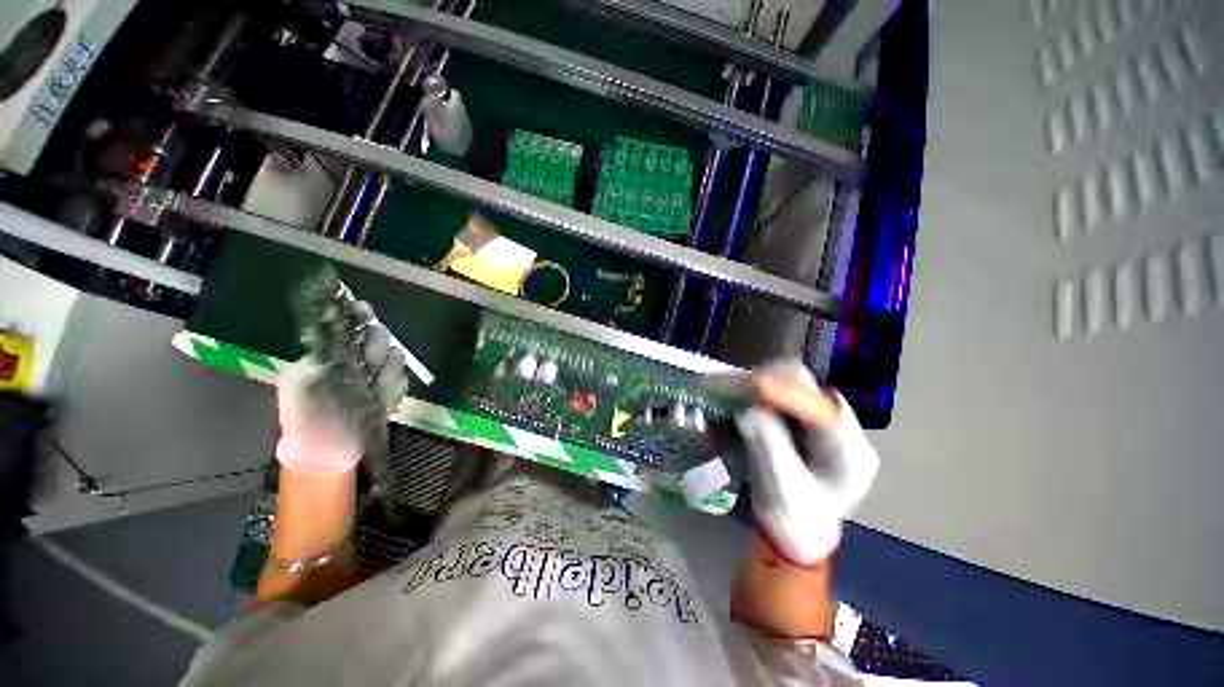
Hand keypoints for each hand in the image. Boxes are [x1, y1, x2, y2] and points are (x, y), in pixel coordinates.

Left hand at [276, 301, 408, 475]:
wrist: (324, 445)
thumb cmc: (304, 412)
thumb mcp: (296, 382)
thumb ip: (314, 360)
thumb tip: (334, 341)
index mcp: (337, 351)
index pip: (353, 324)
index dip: (360, 314)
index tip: (363, 309)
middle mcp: (360, 358)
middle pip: (380, 336)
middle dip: (376, 344)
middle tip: (369, 360)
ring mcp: (379, 374)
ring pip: (396, 356)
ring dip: (387, 371)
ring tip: (374, 389)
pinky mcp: (393, 391)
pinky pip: (403, 381)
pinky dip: (394, 389)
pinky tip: (381, 400)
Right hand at [735, 361, 878, 565]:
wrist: (797, 535)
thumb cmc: (794, 522)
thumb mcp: (781, 491)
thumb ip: (769, 447)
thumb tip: (750, 409)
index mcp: (851, 456)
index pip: (825, 414)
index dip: (791, 396)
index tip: (757, 386)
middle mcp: (843, 430)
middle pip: (813, 389)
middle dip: (776, 381)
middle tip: (742, 386)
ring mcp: (822, 422)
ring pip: (797, 384)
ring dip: (766, 382)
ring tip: (740, 389)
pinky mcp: (803, 420)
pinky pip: (783, 393)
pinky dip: (761, 390)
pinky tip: (745, 394)